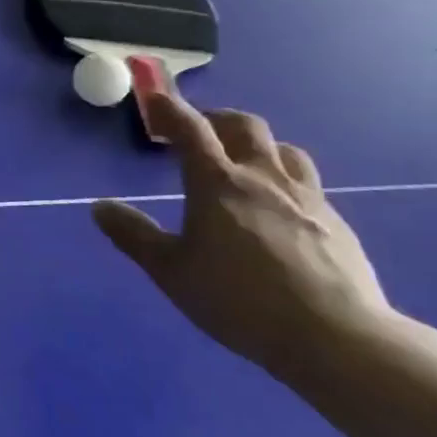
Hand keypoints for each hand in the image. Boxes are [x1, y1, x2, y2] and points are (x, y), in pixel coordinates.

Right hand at [91, 94, 395, 380]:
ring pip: (283, 150)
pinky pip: (307, 184)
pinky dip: (284, 181)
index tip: (154, 99)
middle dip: (216, 120)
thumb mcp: (171, 271)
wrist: (336, 337)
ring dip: (257, 146)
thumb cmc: (239, 300)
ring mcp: (306, 198)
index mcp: (217, 183)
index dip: (169, 108)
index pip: (190, 129)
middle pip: (244, 125)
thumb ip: (134, 235)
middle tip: (198, 134)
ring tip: (242, 165)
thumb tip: (100, 207)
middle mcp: (262, 178)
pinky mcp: (336, 223)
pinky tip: (279, 211)